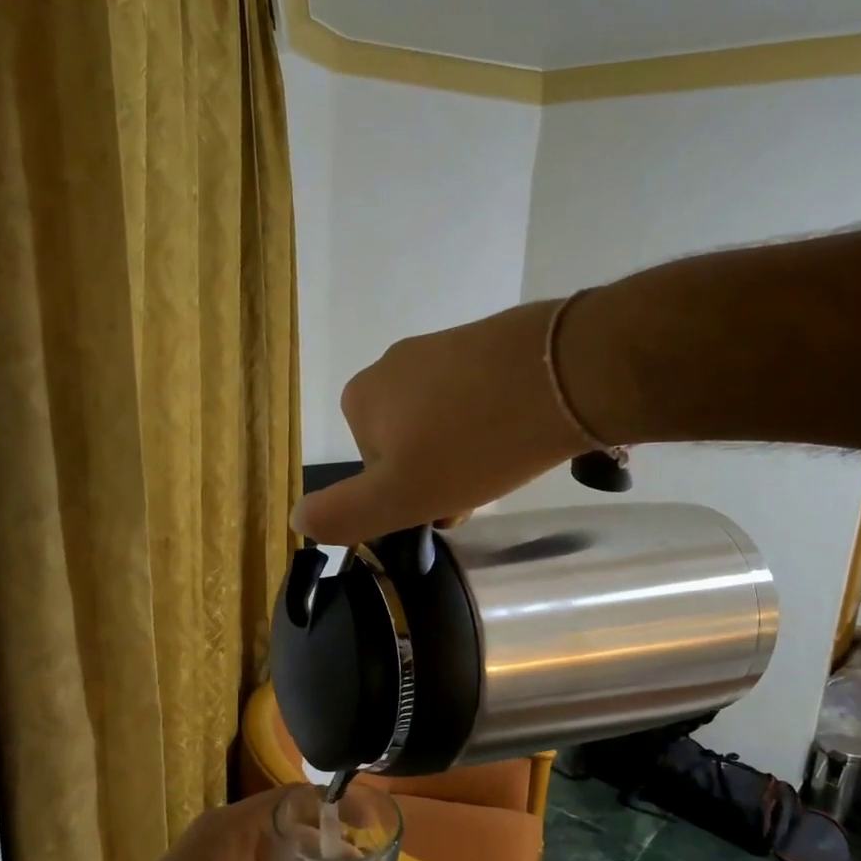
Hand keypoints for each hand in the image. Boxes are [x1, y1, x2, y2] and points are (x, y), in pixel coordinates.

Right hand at [291, 300, 595, 546]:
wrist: (563, 373)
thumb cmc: (474, 444)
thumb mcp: (400, 496)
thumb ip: (345, 513)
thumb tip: (297, 519)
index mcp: (360, 400)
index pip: (376, 471)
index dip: (410, 497)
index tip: (447, 506)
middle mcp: (391, 365)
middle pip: (409, 444)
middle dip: (440, 474)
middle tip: (481, 488)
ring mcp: (441, 347)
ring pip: (444, 422)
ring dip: (469, 451)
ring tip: (507, 461)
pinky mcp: (486, 341)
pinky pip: (477, 396)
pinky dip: (493, 420)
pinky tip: (522, 430)